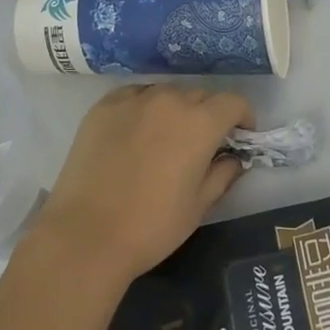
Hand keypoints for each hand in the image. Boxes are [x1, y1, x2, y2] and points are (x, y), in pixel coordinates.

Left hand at [30, 84, 252, 288]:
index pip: (233, 102)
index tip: (240, 137)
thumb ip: (223, 174)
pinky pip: (135, 97)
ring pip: (166, 94)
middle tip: (202, 144)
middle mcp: (170, 100)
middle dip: (209, 115)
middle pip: (201, 96)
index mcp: (200, 122)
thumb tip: (232, 159)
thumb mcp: (199, 206)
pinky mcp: (104, 106)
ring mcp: (134, 99)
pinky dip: (143, 109)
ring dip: (175, 110)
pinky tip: (135, 134)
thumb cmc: (152, 226)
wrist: (86, 235)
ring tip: (165, 139)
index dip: (243, 117)